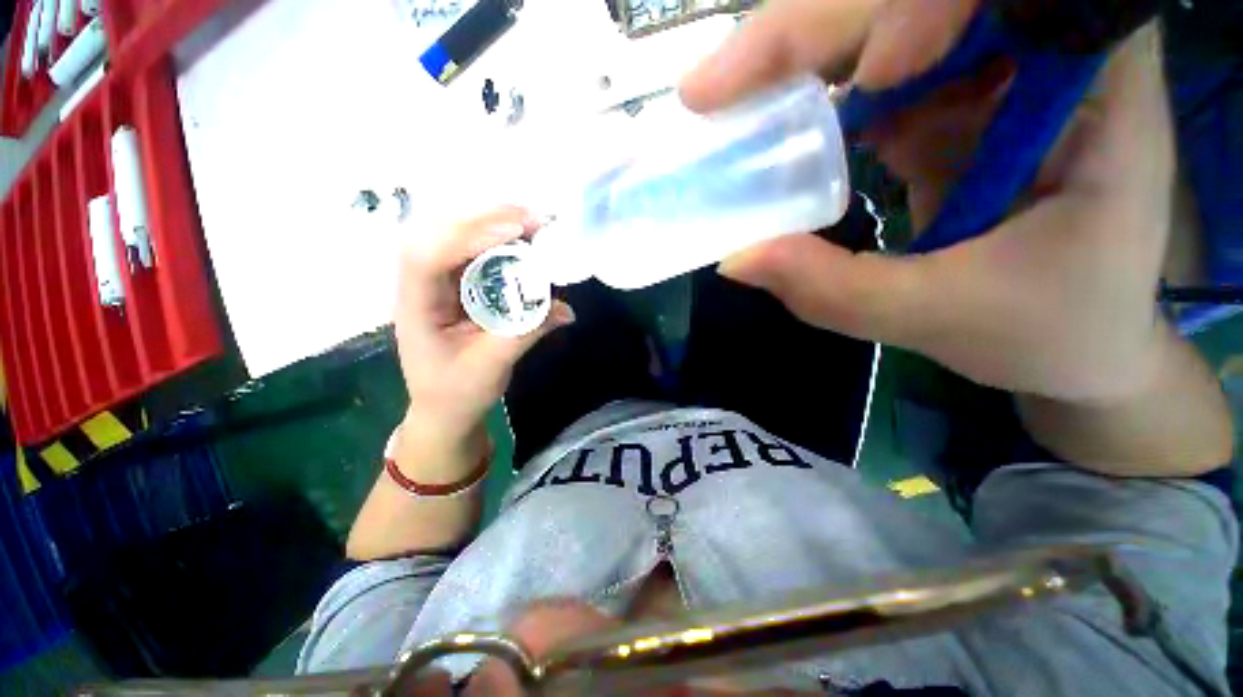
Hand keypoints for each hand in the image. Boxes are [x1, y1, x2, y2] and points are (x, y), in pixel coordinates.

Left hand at [396, 207, 574, 448]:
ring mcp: (439, 283)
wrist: (444, 408)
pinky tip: (525, 241)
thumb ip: (526, 332)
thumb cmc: (458, 391)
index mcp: (417, 307)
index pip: (428, 258)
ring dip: (495, 227)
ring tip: (534, 224)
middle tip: (533, 218)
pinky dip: (500, 244)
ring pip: (458, 239)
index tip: (514, 231)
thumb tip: (566, 309)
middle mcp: (422, 285)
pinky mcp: (458, 286)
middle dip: (486, 221)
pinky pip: (475, 254)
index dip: (468, 237)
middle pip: (441, 235)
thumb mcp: (492, 366)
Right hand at [684, 4, 1172, 400]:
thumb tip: (735, 259)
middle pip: (917, 0)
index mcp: (1098, 83)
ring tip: (726, 108)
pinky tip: (769, 130)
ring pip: (885, 26)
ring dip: (800, 63)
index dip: (899, 13)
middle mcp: (1048, 50)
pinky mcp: (953, 106)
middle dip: (814, 33)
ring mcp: (994, 74)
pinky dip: (811, 98)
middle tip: (712, 90)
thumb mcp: (944, 316)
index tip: (821, 78)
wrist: (1084, 343)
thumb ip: (837, 289)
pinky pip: (873, 78)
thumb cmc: (1054, 332)